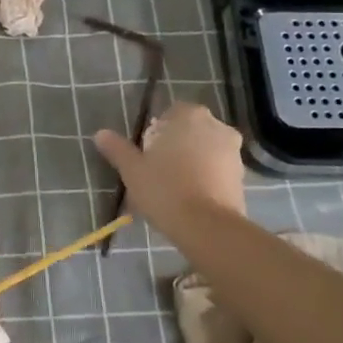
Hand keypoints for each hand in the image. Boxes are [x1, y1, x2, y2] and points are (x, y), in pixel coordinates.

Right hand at [93, 101, 245, 226]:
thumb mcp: (132, 170)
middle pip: (189, 131)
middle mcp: (216, 125)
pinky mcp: (243, 176)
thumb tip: (100, 134)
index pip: (169, 114)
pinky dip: (207, 178)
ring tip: (175, 189)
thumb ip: (117, 149)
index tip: (147, 154)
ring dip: (193, 162)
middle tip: (158, 171)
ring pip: (205, 150)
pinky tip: (192, 198)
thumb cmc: (165, 189)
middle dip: (176, 146)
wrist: (207, 227)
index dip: (156, 133)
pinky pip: (218, 170)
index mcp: (189, 115)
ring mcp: (233, 151)